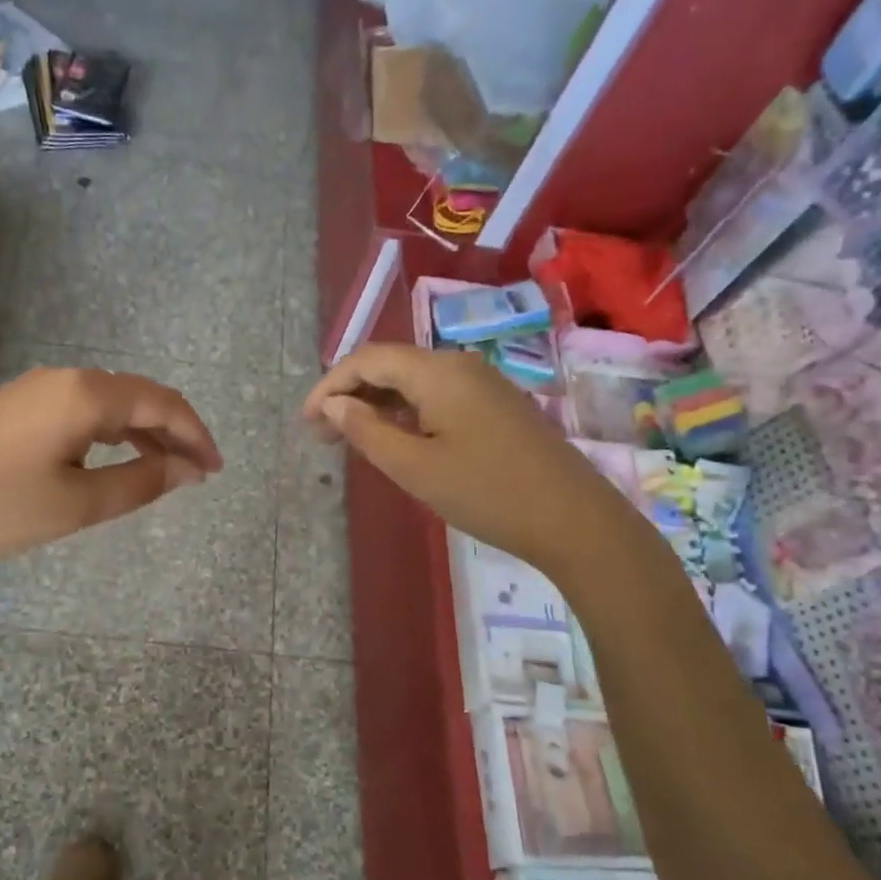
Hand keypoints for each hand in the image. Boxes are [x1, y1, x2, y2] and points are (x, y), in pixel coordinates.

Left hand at [0, 366, 221, 580]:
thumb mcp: (75, 504)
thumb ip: (138, 483)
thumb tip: (184, 469)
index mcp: (85, 394)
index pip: (162, 403)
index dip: (196, 434)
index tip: (215, 471)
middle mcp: (62, 379)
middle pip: (137, 396)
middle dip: (172, 432)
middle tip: (195, 474)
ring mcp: (32, 390)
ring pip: (106, 403)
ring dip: (140, 433)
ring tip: (163, 470)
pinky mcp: (11, 408)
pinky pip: (77, 412)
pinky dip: (107, 434)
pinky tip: (109, 461)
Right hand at [301, 345, 611, 565]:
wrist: (573, 519)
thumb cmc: (487, 493)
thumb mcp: (415, 467)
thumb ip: (366, 432)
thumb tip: (333, 405)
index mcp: (437, 371)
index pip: (367, 360)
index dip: (330, 386)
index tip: (306, 423)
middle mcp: (459, 365)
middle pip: (390, 366)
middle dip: (350, 395)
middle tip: (323, 436)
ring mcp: (482, 384)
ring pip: (414, 382)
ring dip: (377, 405)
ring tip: (351, 440)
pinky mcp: (496, 406)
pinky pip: (438, 396)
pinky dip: (406, 413)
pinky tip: (397, 440)